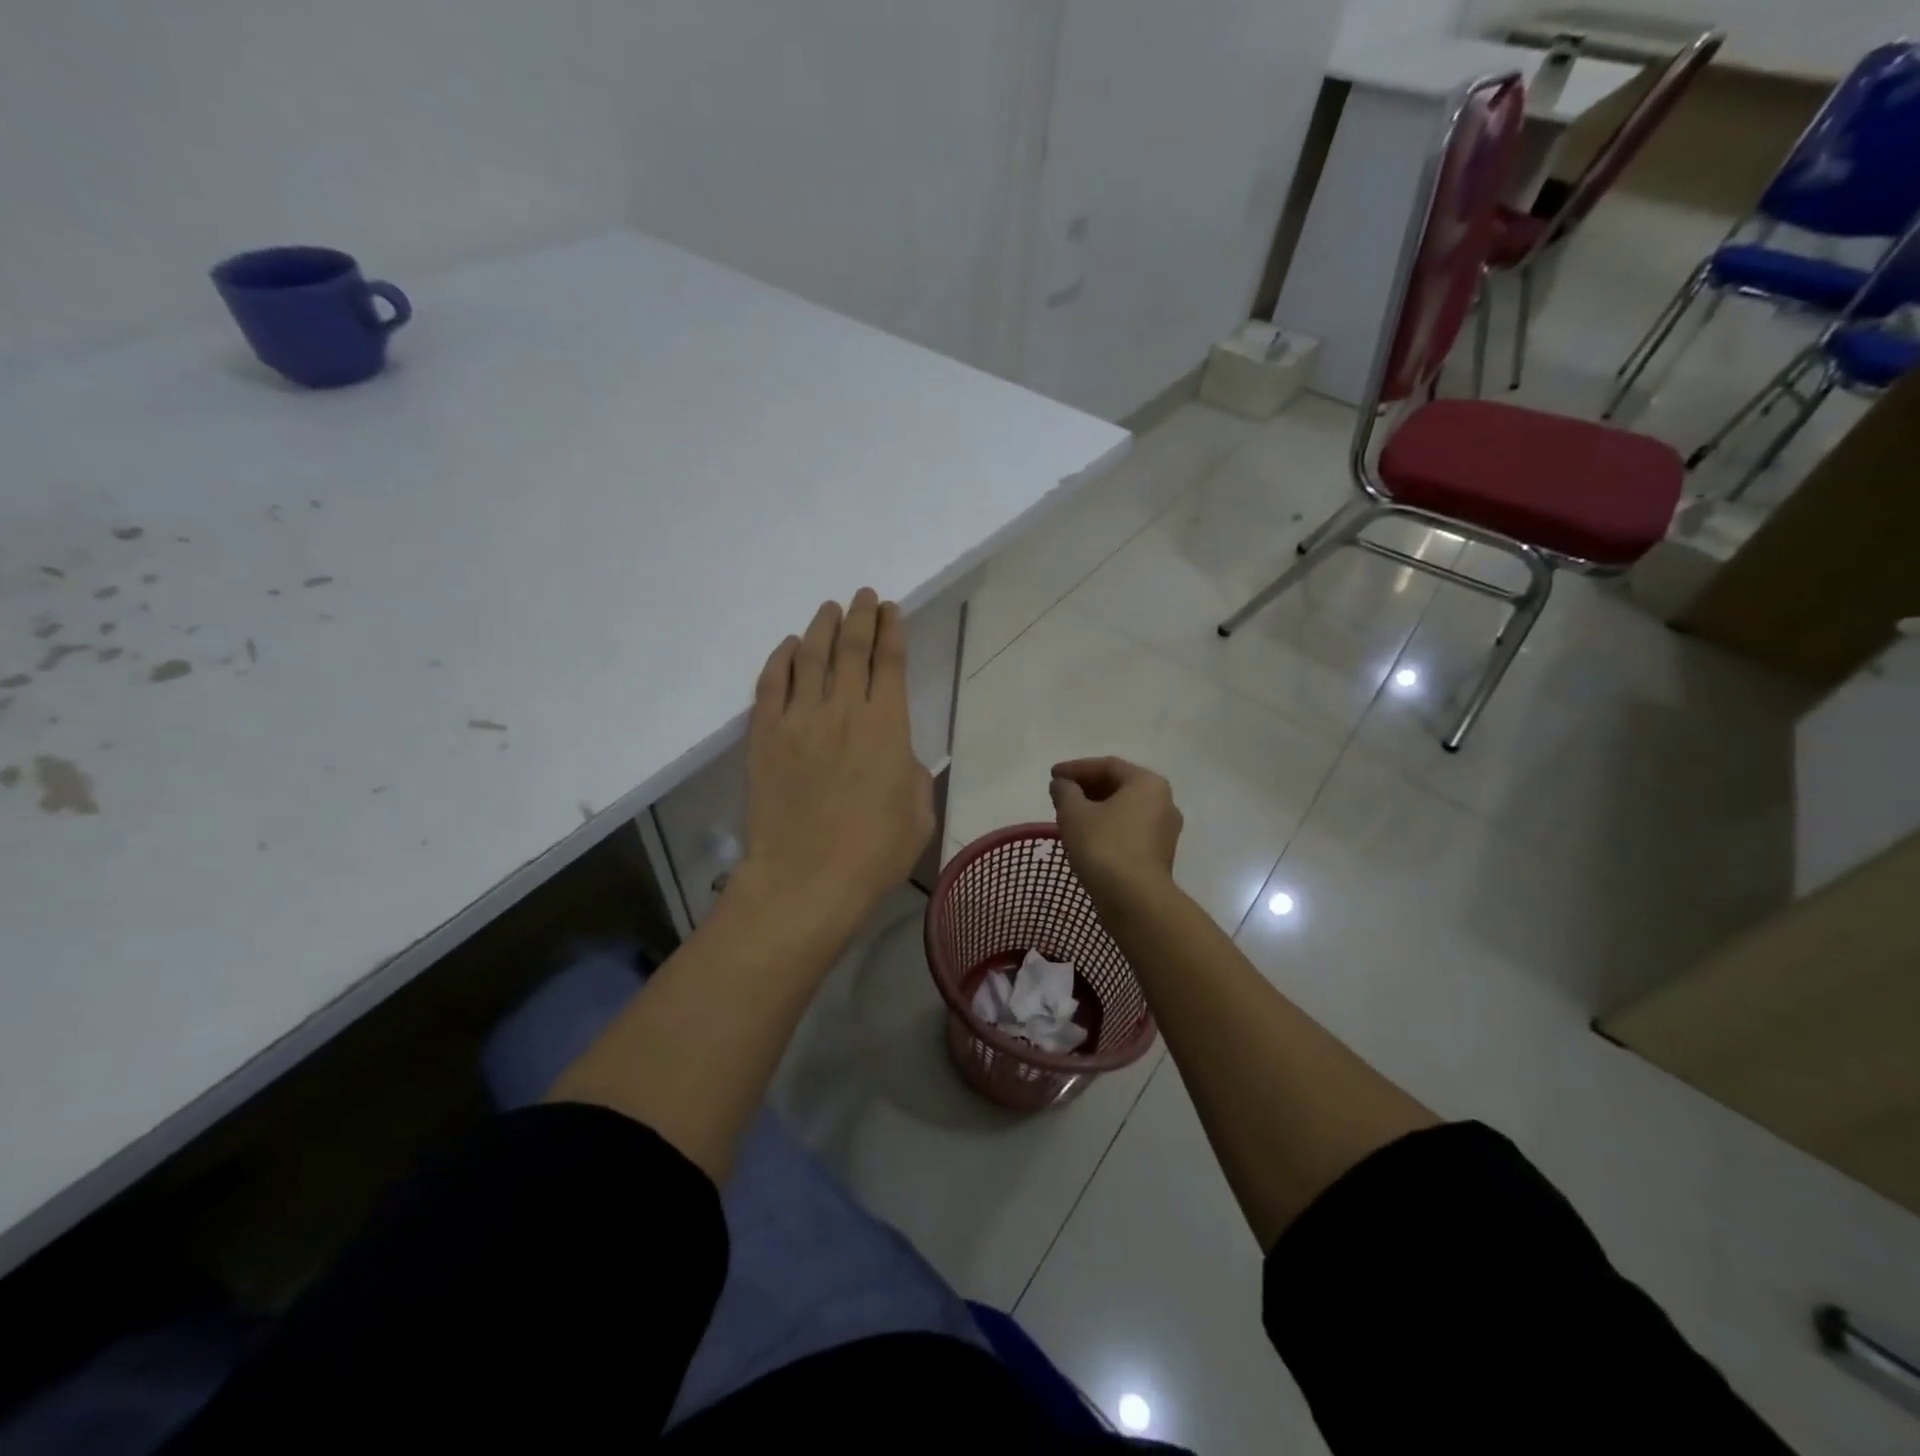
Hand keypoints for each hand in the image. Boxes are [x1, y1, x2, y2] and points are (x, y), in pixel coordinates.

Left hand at [733, 589, 934, 933]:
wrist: (806, 880)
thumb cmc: (873, 852)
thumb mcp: (917, 812)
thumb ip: (911, 772)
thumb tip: (895, 753)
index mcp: (888, 726)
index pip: (890, 662)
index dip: (891, 630)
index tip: (891, 609)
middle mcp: (843, 710)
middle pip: (852, 649)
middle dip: (861, 617)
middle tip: (864, 596)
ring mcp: (799, 720)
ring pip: (811, 658)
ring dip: (823, 628)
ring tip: (830, 609)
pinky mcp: (764, 736)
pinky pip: (770, 684)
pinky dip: (781, 660)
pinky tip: (790, 647)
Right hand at [1049, 757, 1182, 907]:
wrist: (1135, 901)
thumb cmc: (1104, 847)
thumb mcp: (1074, 813)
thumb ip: (1065, 791)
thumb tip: (1062, 784)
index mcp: (1147, 783)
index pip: (1108, 765)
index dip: (1076, 768)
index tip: (1052, 776)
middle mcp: (1164, 801)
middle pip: (1119, 785)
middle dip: (1087, 787)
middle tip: (1060, 794)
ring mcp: (1165, 830)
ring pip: (1125, 810)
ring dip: (1097, 808)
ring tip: (1070, 815)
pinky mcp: (1159, 855)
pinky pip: (1130, 830)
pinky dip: (1108, 827)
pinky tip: (1087, 837)